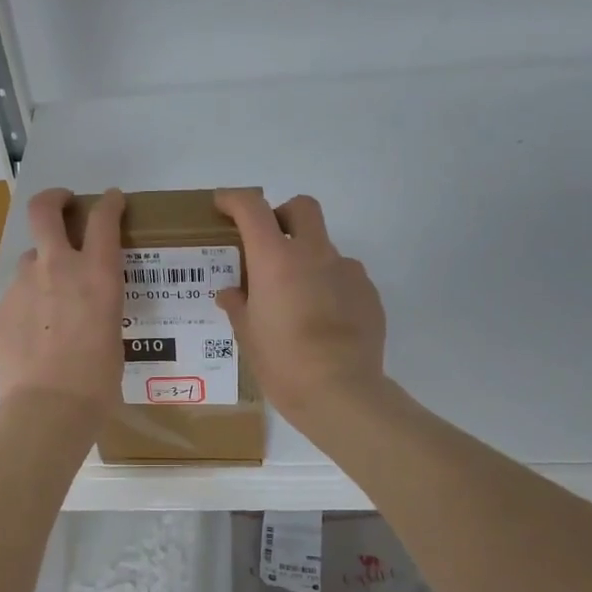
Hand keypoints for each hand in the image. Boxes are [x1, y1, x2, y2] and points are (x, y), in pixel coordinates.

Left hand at [0, 187, 124, 413]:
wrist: (48, 407)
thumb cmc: (97, 379)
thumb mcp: (113, 331)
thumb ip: (99, 304)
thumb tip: (86, 303)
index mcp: (97, 274)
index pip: (104, 218)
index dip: (109, 203)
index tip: (111, 200)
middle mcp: (57, 267)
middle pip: (44, 210)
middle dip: (54, 199)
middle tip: (62, 205)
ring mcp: (23, 285)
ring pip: (30, 258)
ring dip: (42, 267)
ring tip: (50, 299)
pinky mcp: (2, 307)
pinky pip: (18, 294)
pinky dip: (29, 302)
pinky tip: (35, 333)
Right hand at [213, 189, 386, 422]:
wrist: (341, 392)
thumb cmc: (283, 363)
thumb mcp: (248, 336)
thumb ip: (238, 306)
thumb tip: (231, 293)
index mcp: (276, 260)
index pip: (252, 208)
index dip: (234, 199)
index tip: (223, 205)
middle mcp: (314, 254)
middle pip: (302, 208)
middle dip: (283, 215)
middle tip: (269, 244)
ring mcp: (347, 271)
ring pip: (325, 248)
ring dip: (308, 260)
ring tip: (298, 300)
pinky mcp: (369, 292)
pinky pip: (344, 277)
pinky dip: (330, 287)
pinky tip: (324, 321)